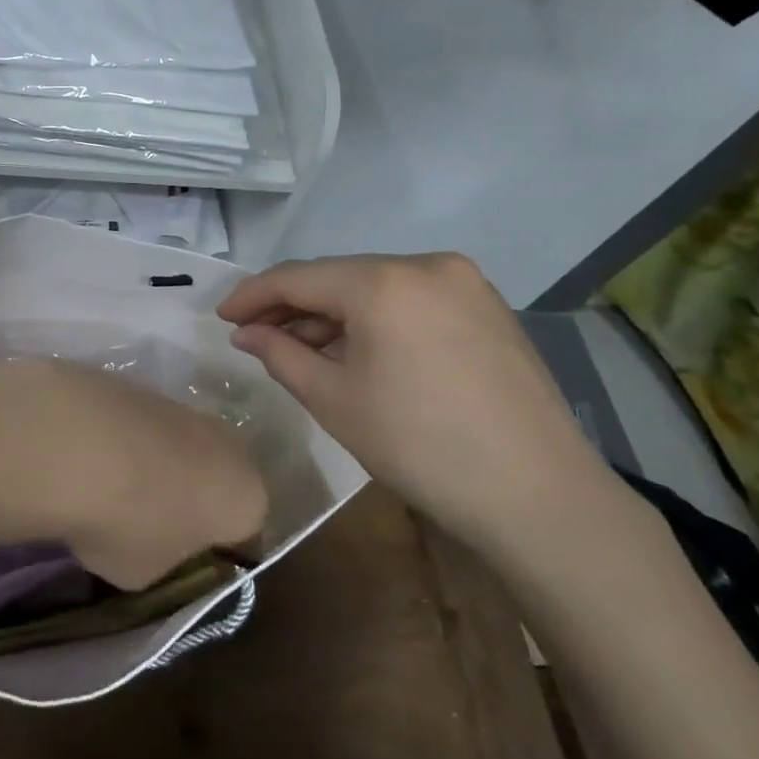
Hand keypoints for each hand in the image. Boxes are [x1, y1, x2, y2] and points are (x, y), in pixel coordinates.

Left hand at [2, 361, 268, 591]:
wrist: (74, 442)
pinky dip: (128, 442)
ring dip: (158, 467)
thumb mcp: (148, 573)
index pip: (245, 537)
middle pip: (217, 481)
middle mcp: (229, 446)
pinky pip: (144, 428)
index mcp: (248, 499)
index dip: (214, 556)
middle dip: (191, 501)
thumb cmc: (127, 523)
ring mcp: (185, 408)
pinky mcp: (143, 385)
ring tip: (115, 490)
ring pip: (181, 448)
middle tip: (152, 526)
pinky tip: (94, 459)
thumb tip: (155, 542)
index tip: (183, 566)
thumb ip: (165, 559)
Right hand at [217, 254, 624, 561]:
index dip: (253, 295)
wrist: (537, 494)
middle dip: (294, 306)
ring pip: (377, 288)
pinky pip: (412, 300)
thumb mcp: (334, 400)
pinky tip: (358, 351)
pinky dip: (376, 319)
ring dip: (335, 315)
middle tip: (257, 337)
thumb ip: (280, 354)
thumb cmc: (420, 446)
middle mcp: (426, 264)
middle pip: (339, 277)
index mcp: (383, 282)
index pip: (298, 277)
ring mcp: (465, 283)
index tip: (222, 317)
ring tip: (302, 350)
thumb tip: (246, 333)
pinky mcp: (488, 307)